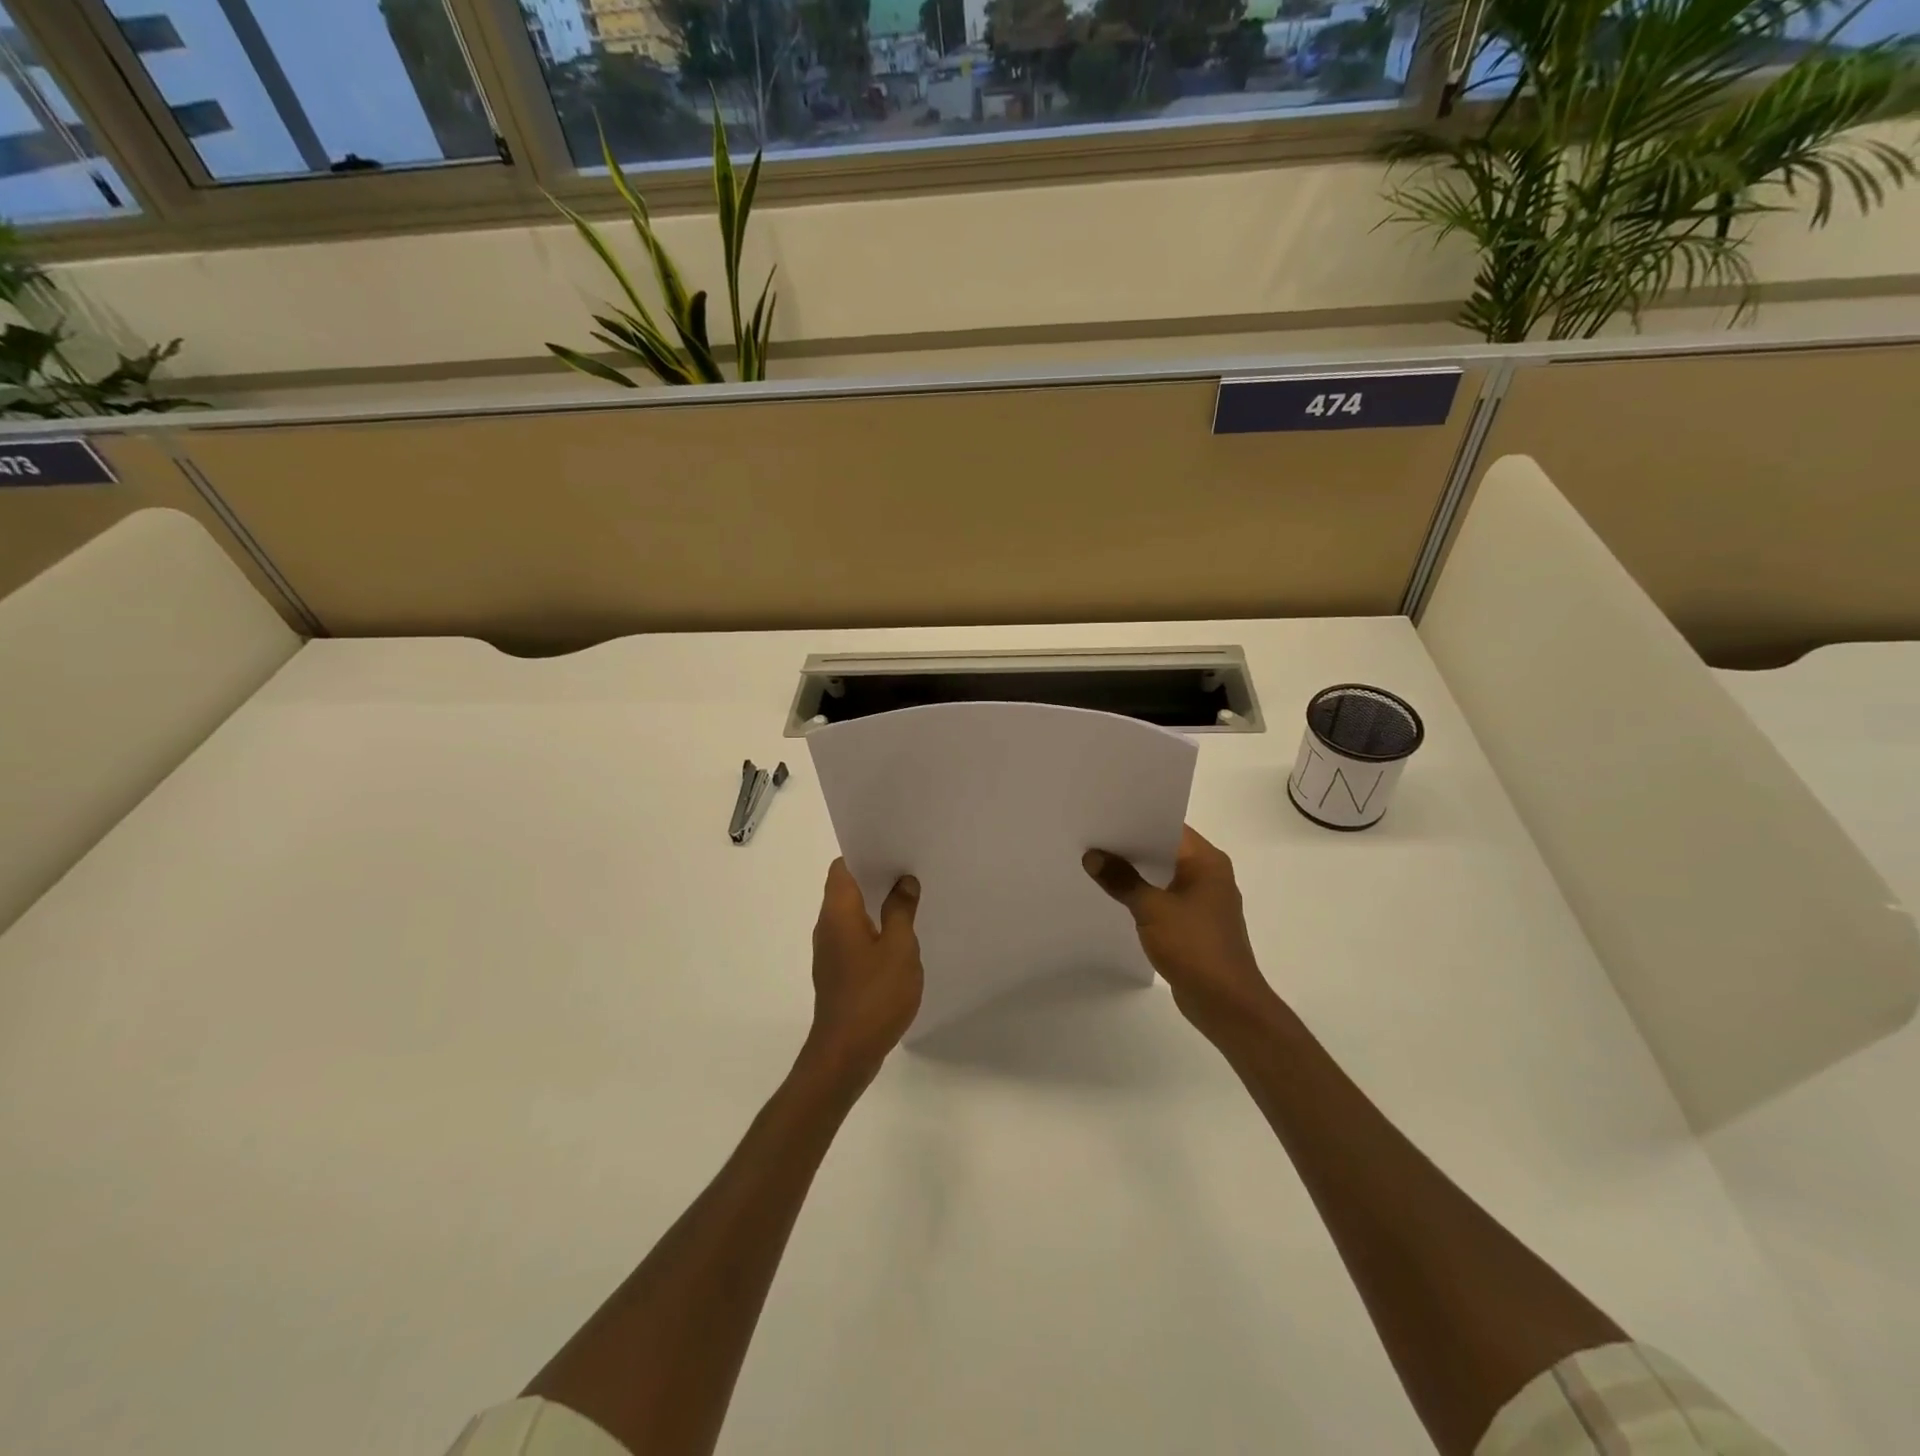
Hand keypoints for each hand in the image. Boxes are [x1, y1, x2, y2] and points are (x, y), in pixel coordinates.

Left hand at [806, 859, 923, 1088]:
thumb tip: (903, 881)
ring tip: (910, 899)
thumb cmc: (874, 996)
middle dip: (876, 876)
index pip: (842, 867)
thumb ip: (901, 911)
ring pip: (852, 914)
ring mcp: (830, 951)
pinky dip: (875, 929)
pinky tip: (900, 938)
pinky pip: (855, 937)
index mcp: (837, 913)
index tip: (893, 849)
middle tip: (910, 870)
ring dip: (877, 904)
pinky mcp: (838, 972)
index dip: (865, 853)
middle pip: (846, 888)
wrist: (845, 1053)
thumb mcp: (899, 948)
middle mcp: (827, 926)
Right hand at [1083, 826, 1279, 1037]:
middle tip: (1093, 836)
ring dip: (1136, 872)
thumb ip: (1121, 880)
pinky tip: (1117, 896)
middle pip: (1165, 850)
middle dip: (1131, 846)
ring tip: (1097, 862)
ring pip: (1164, 875)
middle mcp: (1210, 874)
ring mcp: (1204, 901)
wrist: (1226, 1003)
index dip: (1137, 820)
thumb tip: (1093, 856)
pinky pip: (1165, 898)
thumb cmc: (1195, 947)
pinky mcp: (1195, 924)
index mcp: (1207, 862)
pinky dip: (1144, 894)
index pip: (1169, 826)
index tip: (1104, 814)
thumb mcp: (1151, 909)